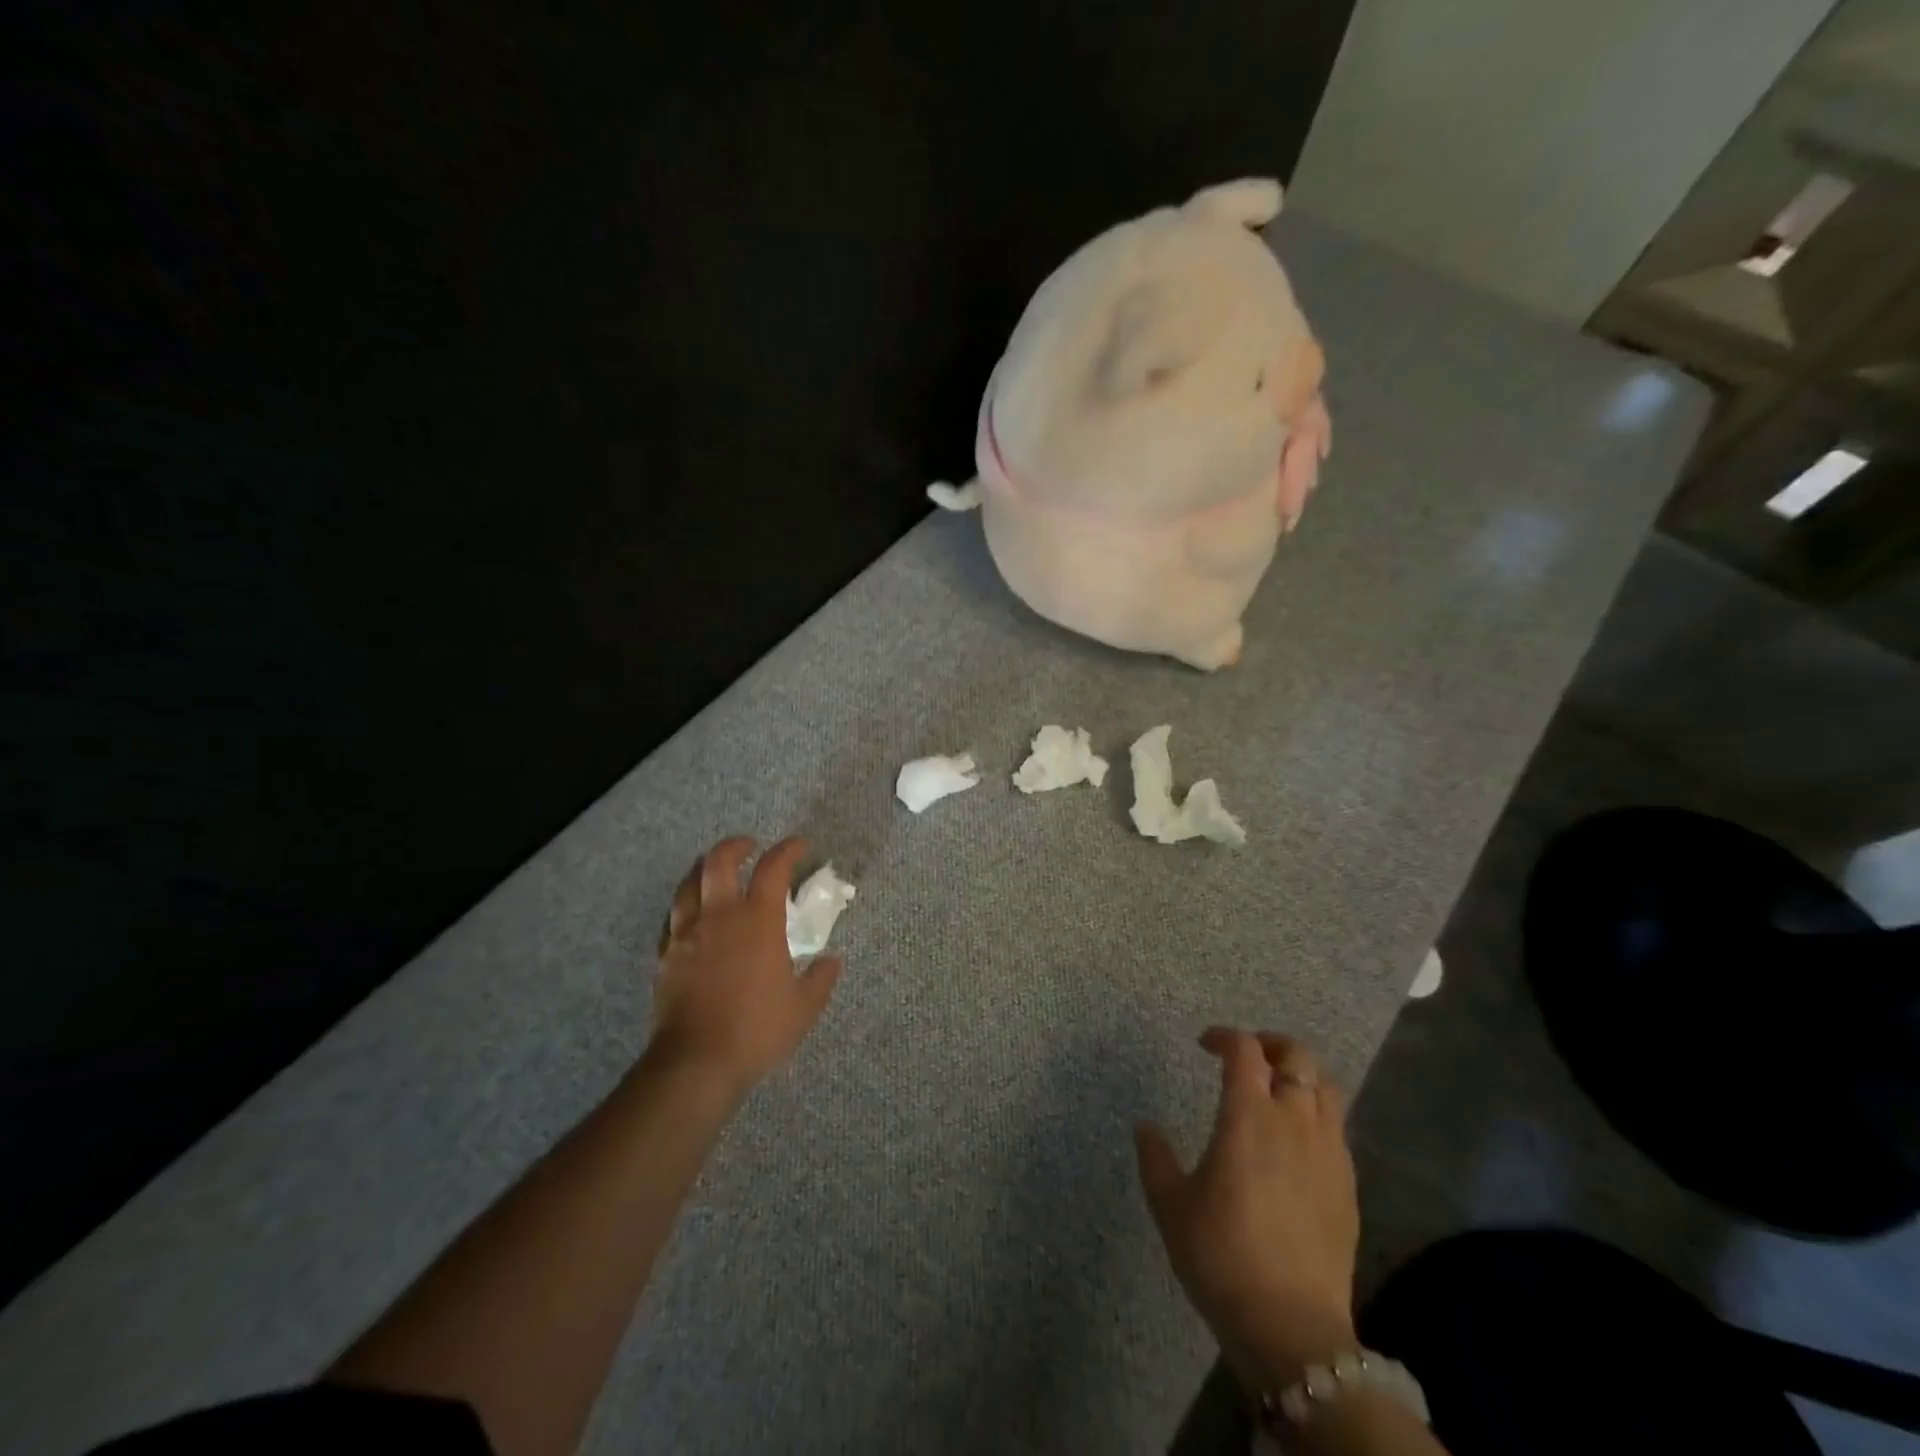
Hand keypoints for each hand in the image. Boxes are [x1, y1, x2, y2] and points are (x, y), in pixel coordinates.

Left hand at [650, 836, 841, 1096]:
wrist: (696, 1062)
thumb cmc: (757, 1030)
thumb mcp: (804, 1007)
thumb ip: (820, 978)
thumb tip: (831, 960)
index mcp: (758, 920)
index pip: (773, 868)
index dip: (788, 849)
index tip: (800, 845)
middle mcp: (719, 916)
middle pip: (719, 861)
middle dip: (736, 846)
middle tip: (750, 847)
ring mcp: (687, 934)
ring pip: (688, 883)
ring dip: (704, 869)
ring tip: (716, 872)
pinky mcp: (666, 955)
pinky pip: (672, 916)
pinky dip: (686, 904)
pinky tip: (693, 915)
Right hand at [1136, 1028, 1358, 1390]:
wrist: (1291, 1328)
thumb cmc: (1221, 1257)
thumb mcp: (1170, 1205)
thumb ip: (1155, 1157)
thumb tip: (1145, 1126)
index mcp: (1248, 1116)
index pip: (1244, 1050)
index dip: (1224, 1036)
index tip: (1205, 1044)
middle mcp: (1294, 1121)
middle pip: (1296, 1055)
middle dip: (1271, 1043)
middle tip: (1247, 1055)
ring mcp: (1328, 1152)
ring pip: (1326, 1087)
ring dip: (1300, 1073)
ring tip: (1277, 1087)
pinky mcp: (1348, 1185)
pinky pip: (1337, 1127)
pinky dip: (1317, 1113)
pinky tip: (1297, 1139)